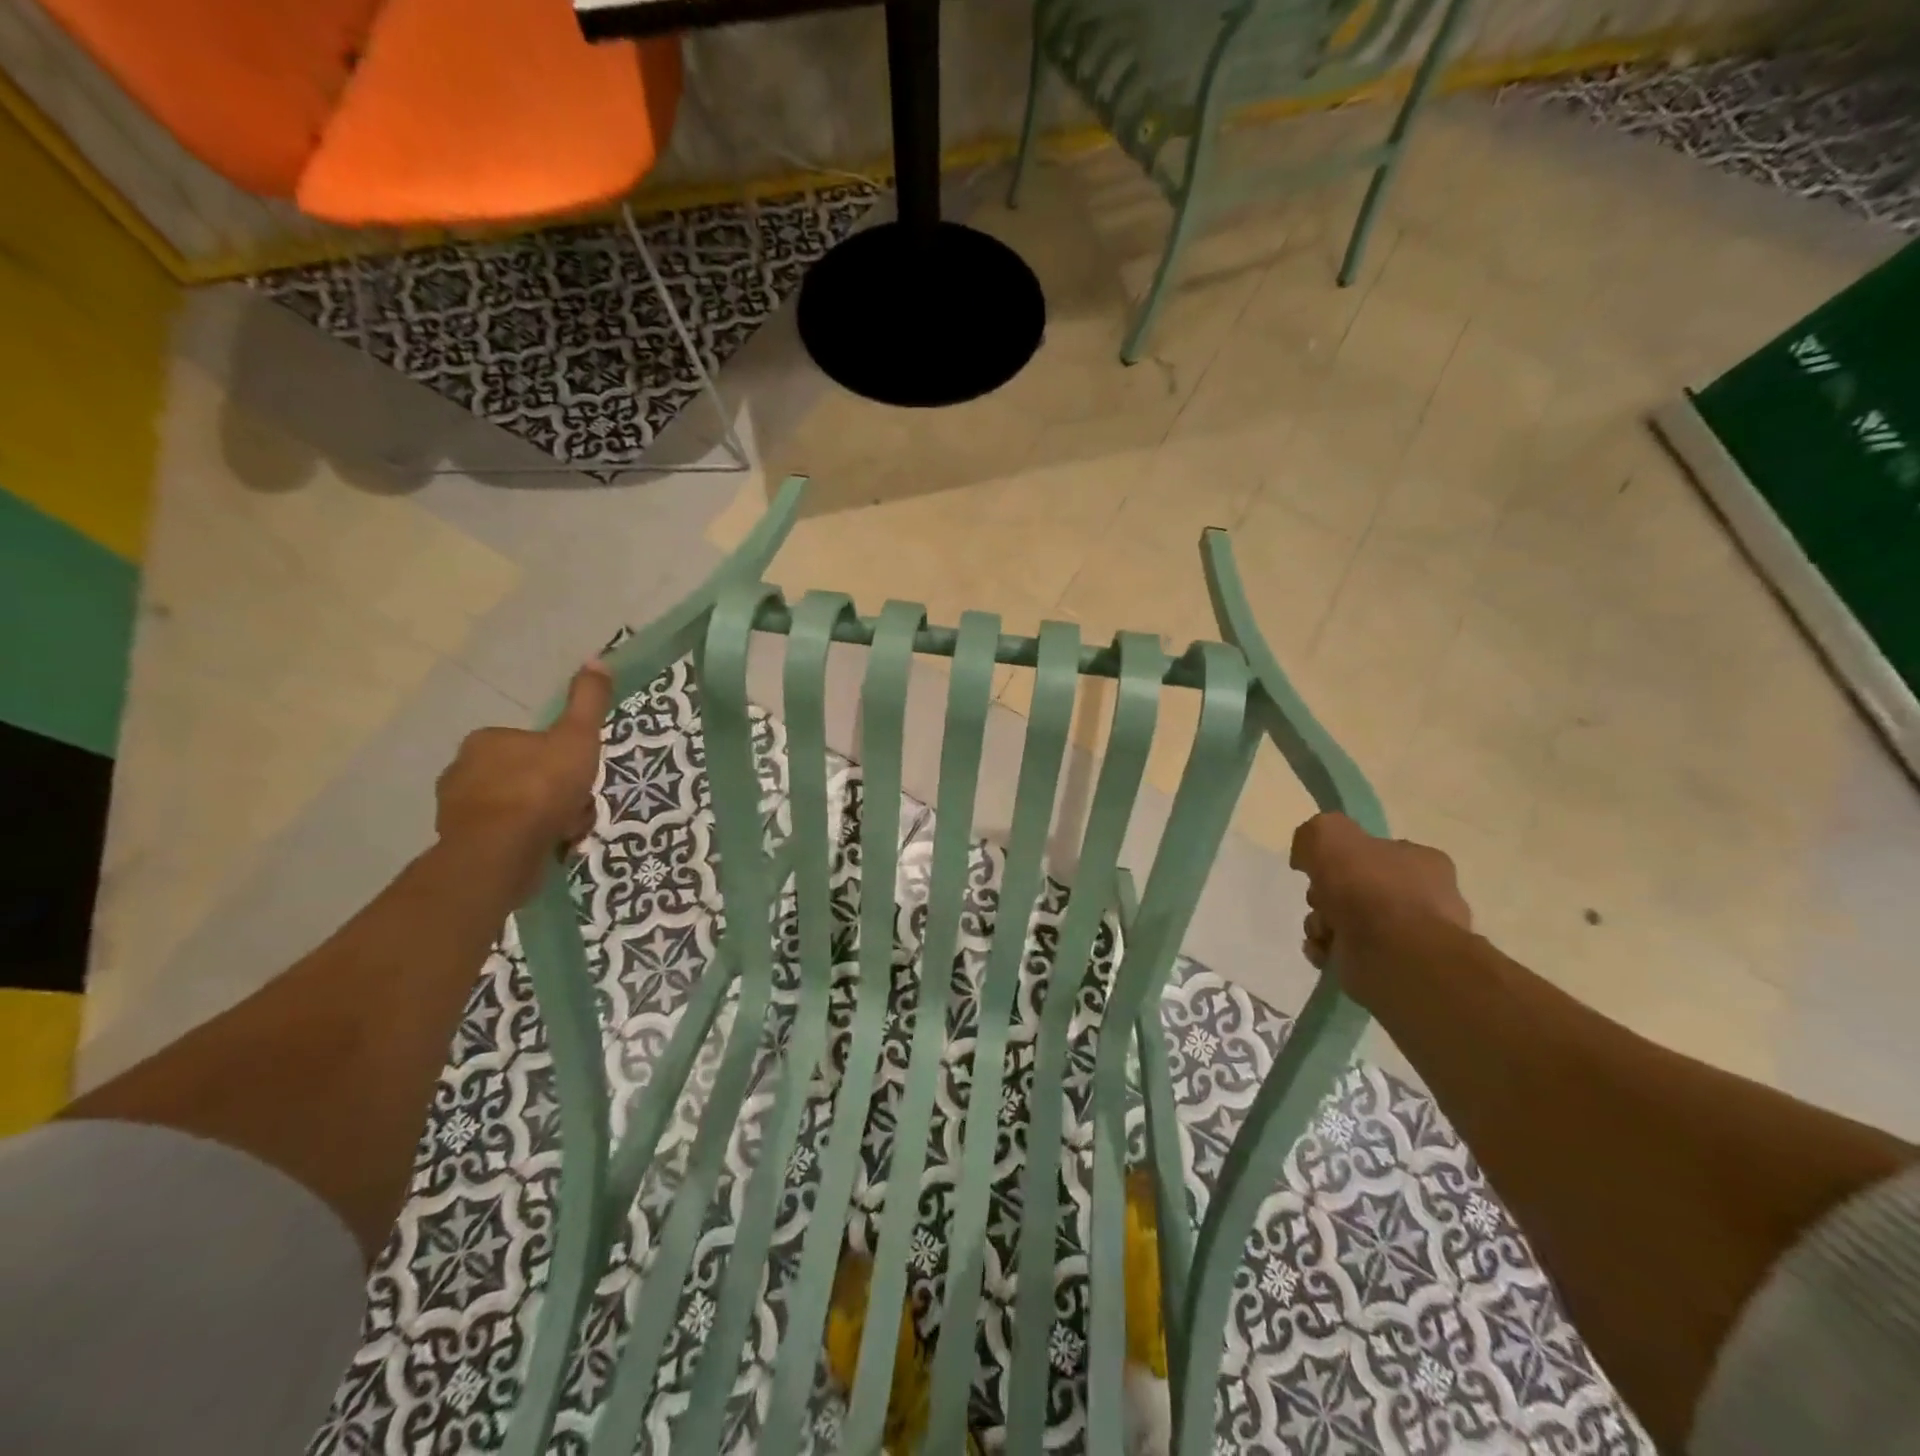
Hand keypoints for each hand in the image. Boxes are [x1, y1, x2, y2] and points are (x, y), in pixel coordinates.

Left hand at [434, 661, 613, 898]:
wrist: (502, 851)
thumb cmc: (541, 788)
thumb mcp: (577, 737)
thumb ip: (588, 701)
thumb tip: (597, 659)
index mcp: (486, 741)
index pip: (533, 744)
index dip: (563, 760)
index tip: (580, 777)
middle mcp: (462, 770)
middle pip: (528, 776)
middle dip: (556, 793)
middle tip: (577, 808)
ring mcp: (458, 810)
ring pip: (519, 808)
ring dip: (547, 819)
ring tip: (567, 832)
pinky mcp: (462, 844)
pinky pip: (507, 836)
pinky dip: (529, 841)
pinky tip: (549, 848)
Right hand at [1289, 812, 1472, 1002]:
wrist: (1394, 954)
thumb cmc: (1369, 888)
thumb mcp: (1329, 835)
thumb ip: (1313, 834)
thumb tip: (1307, 858)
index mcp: (1421, 862)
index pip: (1374, 853)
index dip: (1340, 858)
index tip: (1321, 868)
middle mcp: (1422, 897)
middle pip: (1354, 888)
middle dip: (1325, 895)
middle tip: (1320, 901)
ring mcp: (1409, 936)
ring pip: (1346, 921)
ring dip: (1321, 924)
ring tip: (1322, 932)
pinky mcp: (1392, 967)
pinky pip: (1347, 953)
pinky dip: (1327, 950)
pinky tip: (1323, 951)